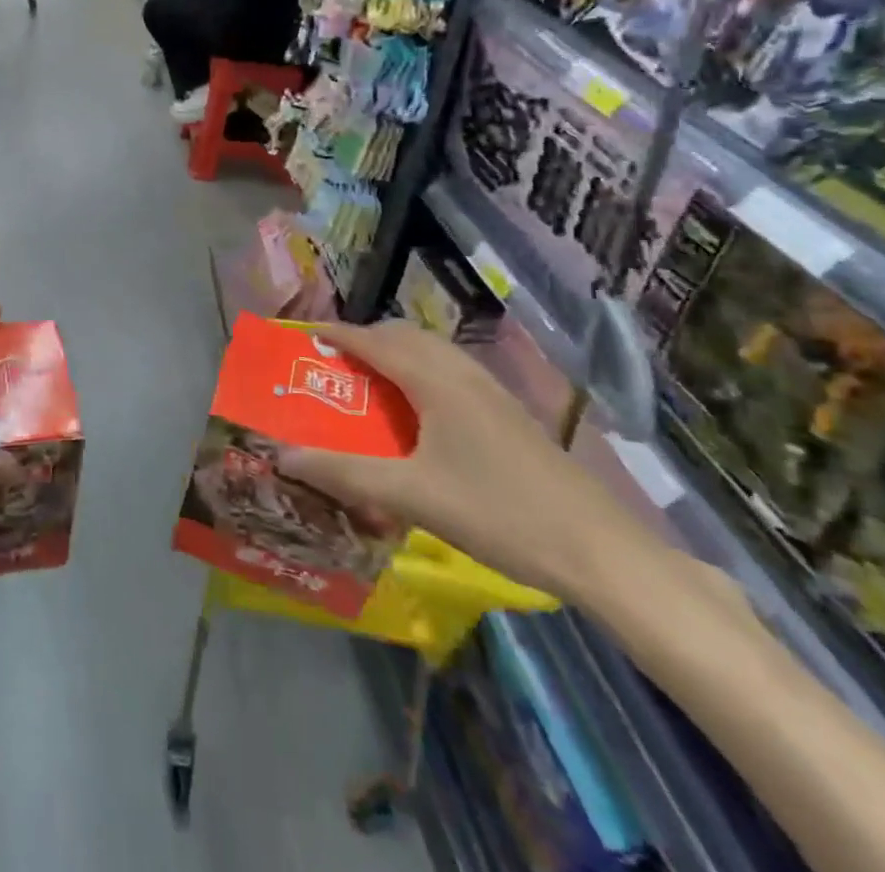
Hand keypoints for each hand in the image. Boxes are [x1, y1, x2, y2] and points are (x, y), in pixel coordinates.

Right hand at [278, 321, 668, 603]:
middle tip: (334, 363)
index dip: (339, 334)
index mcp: (436, 382)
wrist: (601, 551)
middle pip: (406, 336)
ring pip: (433, 352)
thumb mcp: (412, 496)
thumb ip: (345, 473)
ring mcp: (493, 392)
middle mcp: (463, 374)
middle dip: (367, 339)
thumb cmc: (499, 513)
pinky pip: (452, 372)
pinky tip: (420, 412)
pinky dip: (422, 372)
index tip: (306, 335)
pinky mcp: (510, 414)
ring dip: (397, 353)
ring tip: (370, 382)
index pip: (376, 341)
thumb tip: (284, 456)